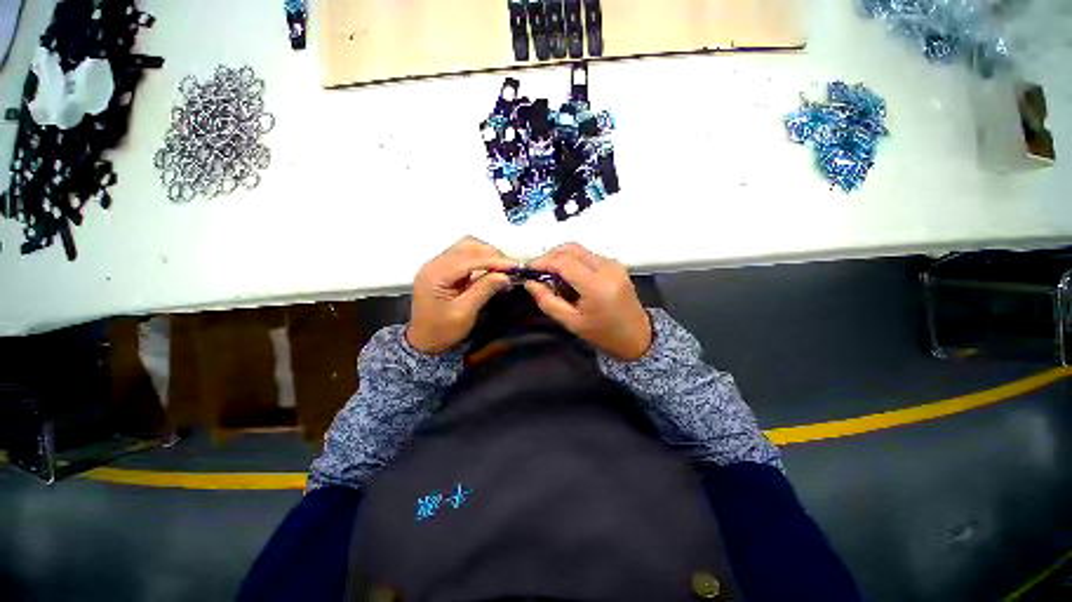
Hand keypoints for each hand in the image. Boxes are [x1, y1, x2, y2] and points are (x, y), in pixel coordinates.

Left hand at [406, 237, 515, 354]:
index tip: (515, 266)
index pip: (469, 258)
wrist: (423, 342)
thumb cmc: (442, 331)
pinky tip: (492, 269)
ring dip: (487, 254)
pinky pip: (465, 256)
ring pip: (467, 247)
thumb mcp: (464, 313)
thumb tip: (505, 276)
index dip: (494, 260)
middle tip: (511, 268)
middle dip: (492, 254)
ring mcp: (438, 265)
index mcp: (435, 274)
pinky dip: (481, 259)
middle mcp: (434, 264)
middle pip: (467, 246)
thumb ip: (484, 290)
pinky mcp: (444, 269)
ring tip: (503, 268)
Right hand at [525, 243, 651, 360]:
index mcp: (597, 285)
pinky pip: (588, 255)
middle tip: (537, 270)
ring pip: (580, 249)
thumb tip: (530, 283)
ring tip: (549, 273)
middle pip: (572, 249)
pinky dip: (573, 259)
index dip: (543, 262)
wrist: (637, 337)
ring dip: (561, 256)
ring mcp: (613, 264)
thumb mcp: (571, 323)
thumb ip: (548, 301)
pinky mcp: (615, 264)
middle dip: (550, 255)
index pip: (564, 262)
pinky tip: (566, 274)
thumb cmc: (603, 334)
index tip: (528, 269)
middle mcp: (607, 268)